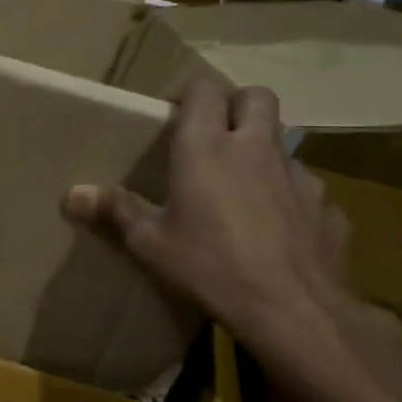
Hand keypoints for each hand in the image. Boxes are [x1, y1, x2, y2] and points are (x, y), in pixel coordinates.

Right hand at [63, 78, 401, 401]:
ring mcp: (298, 175)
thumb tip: (72, 193)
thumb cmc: (210, 267)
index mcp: (207, 146)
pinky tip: (278, 228)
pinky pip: (307, 188)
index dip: (190, 94)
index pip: (204, 89)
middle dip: (237, 105)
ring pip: (283, 142)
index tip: (174, 116)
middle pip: (256, 97)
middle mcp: (255, 148)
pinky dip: (290, 197)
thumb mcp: (150, 244)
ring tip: (243, 187)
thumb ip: (115, 211)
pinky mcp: (328, 207)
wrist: (294, 311)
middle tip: (215, 135)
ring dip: (263, 152)